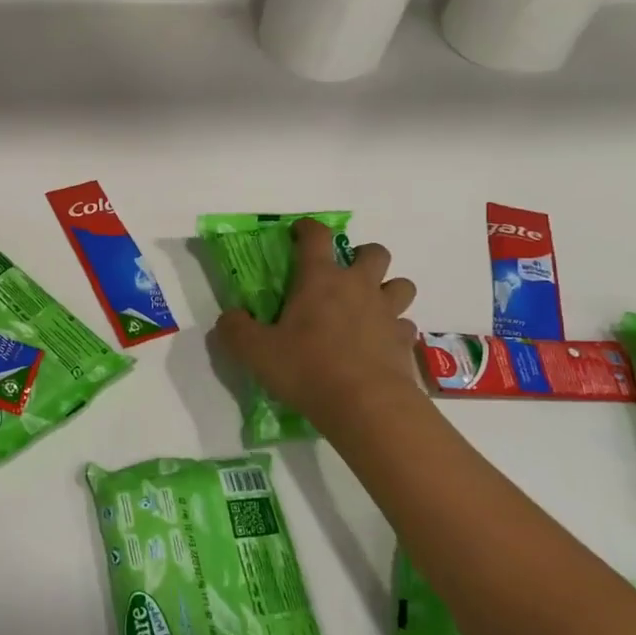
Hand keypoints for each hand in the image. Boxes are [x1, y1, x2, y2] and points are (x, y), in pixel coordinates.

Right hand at [214, 218, 419, 431]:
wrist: (366, 406)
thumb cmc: (307, 368)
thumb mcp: (256, 352)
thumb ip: (236, 329)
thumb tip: (230, 317)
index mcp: (320, 279)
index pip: (317, 236)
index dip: (307, 228)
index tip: (299, 232)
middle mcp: (358, 287)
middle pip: (375, 252)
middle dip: (362, 255)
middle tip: (344, 274)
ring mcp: (387, 313)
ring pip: (401, 284)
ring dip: (387, 289)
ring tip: (369, 306)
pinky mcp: (405, 342)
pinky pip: (405, 324)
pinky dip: (395, 328)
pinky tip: (380, 342)